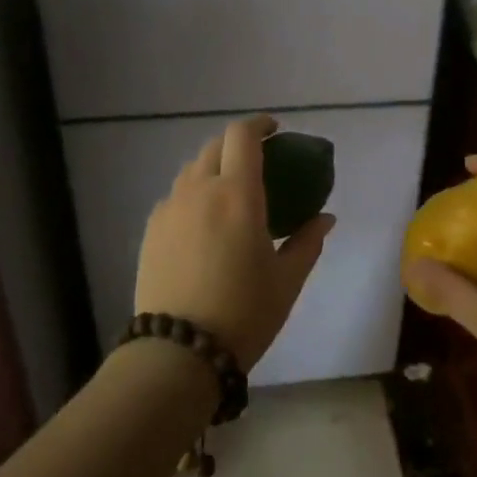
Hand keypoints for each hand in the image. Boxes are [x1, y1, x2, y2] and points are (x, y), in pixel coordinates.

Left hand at [134, 115, 335, 370]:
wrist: (178, 352)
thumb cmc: (244, 313)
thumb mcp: (287, 280)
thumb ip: (308, 241)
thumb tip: (325, 218)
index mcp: (236, 195)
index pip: (242, 136)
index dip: (259, 124)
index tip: (274, 130)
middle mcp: (198, 191)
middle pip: (214, 146)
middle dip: (237, 144)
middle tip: (258, 162)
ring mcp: (170, 209)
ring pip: (192, 170)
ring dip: (214, 167)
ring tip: (230, 192)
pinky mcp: (151, 230)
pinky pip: (176, 196)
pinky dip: (194, 194)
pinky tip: (205, 222)